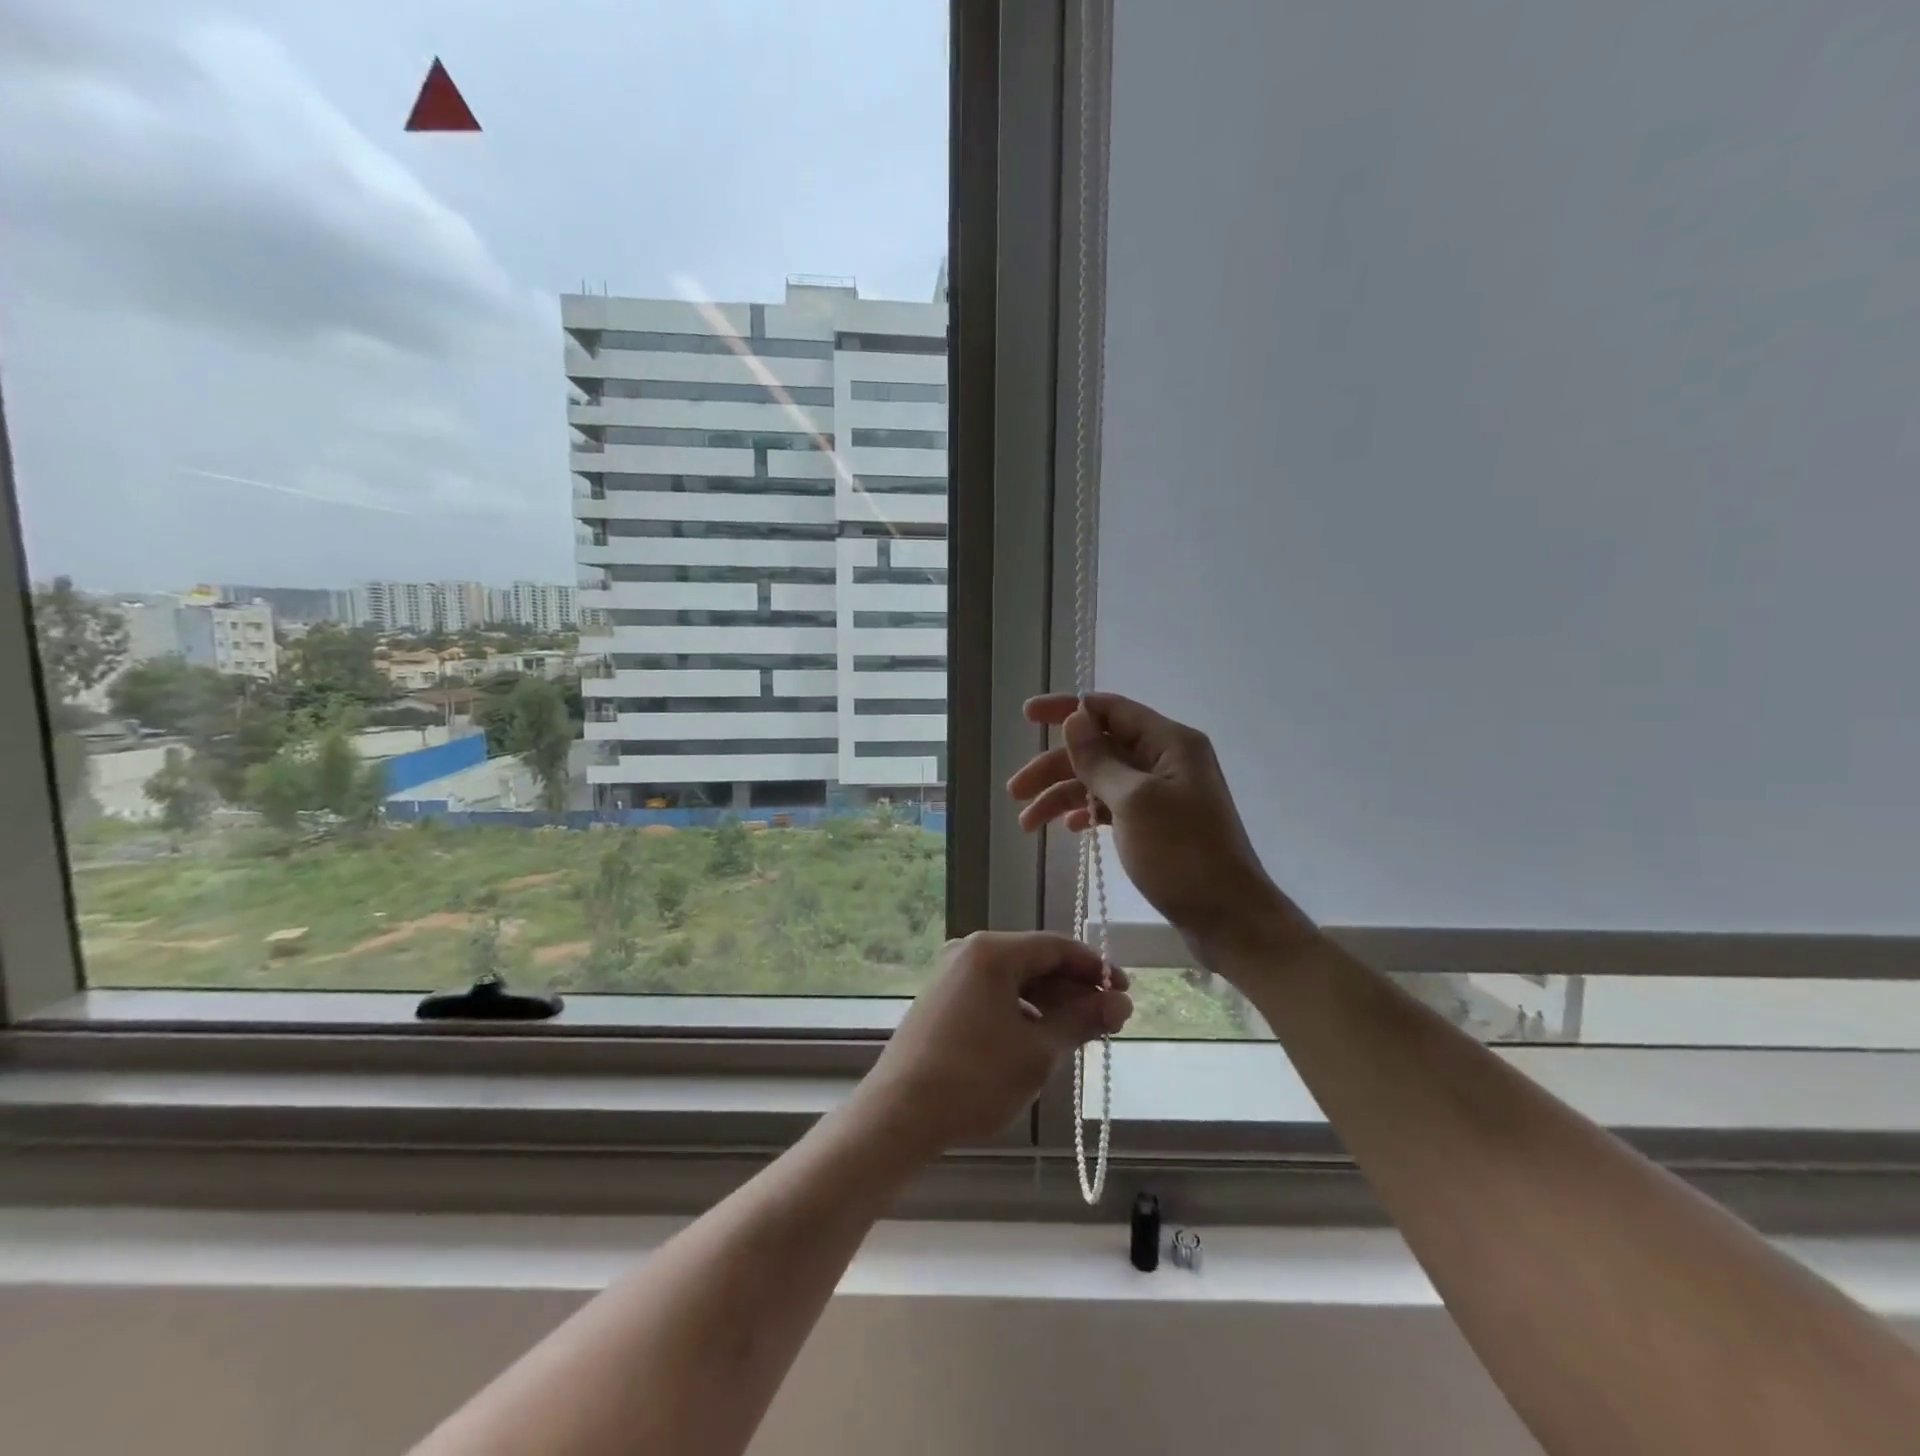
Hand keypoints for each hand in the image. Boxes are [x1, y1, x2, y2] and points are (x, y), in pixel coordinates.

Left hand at [861, 931, 1131, 1151]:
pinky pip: (994, 994)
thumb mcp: (1038, 1051)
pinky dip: (1022, 1011)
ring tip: (1080, 1035)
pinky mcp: (941, 999)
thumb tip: (1120, 1003)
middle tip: (1109, 1022)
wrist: (899, 1114)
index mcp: (992, 951)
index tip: (1125, 994)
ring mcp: (951, 974)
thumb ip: (1082, 1020)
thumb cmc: (975, 1078)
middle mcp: (969, 951)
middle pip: (1035, 961)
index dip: (1095, 968)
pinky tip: (1040, 1039)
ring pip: (1014, 980)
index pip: (1057, 947)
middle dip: (1074, 990)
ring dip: (1050, 1003)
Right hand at [1009, 693, 1311, 947]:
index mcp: (1169, 743)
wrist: (1229, 918)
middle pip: (1099, 748)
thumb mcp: (1134, 801)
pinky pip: (1113, 806)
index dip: (1067, 709)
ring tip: (1027, 824)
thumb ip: (1100, 759)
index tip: (1027, 716)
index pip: (1110, 710)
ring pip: (1100, 780)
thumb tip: (1074, 718)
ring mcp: (1162, 793)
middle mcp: (1166, 760)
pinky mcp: (1158, 824)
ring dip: (1063, 796)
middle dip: (1055, 766)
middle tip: (1015, 791)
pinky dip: (1087, 814)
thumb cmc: (1182, 855)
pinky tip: (1068, 830)